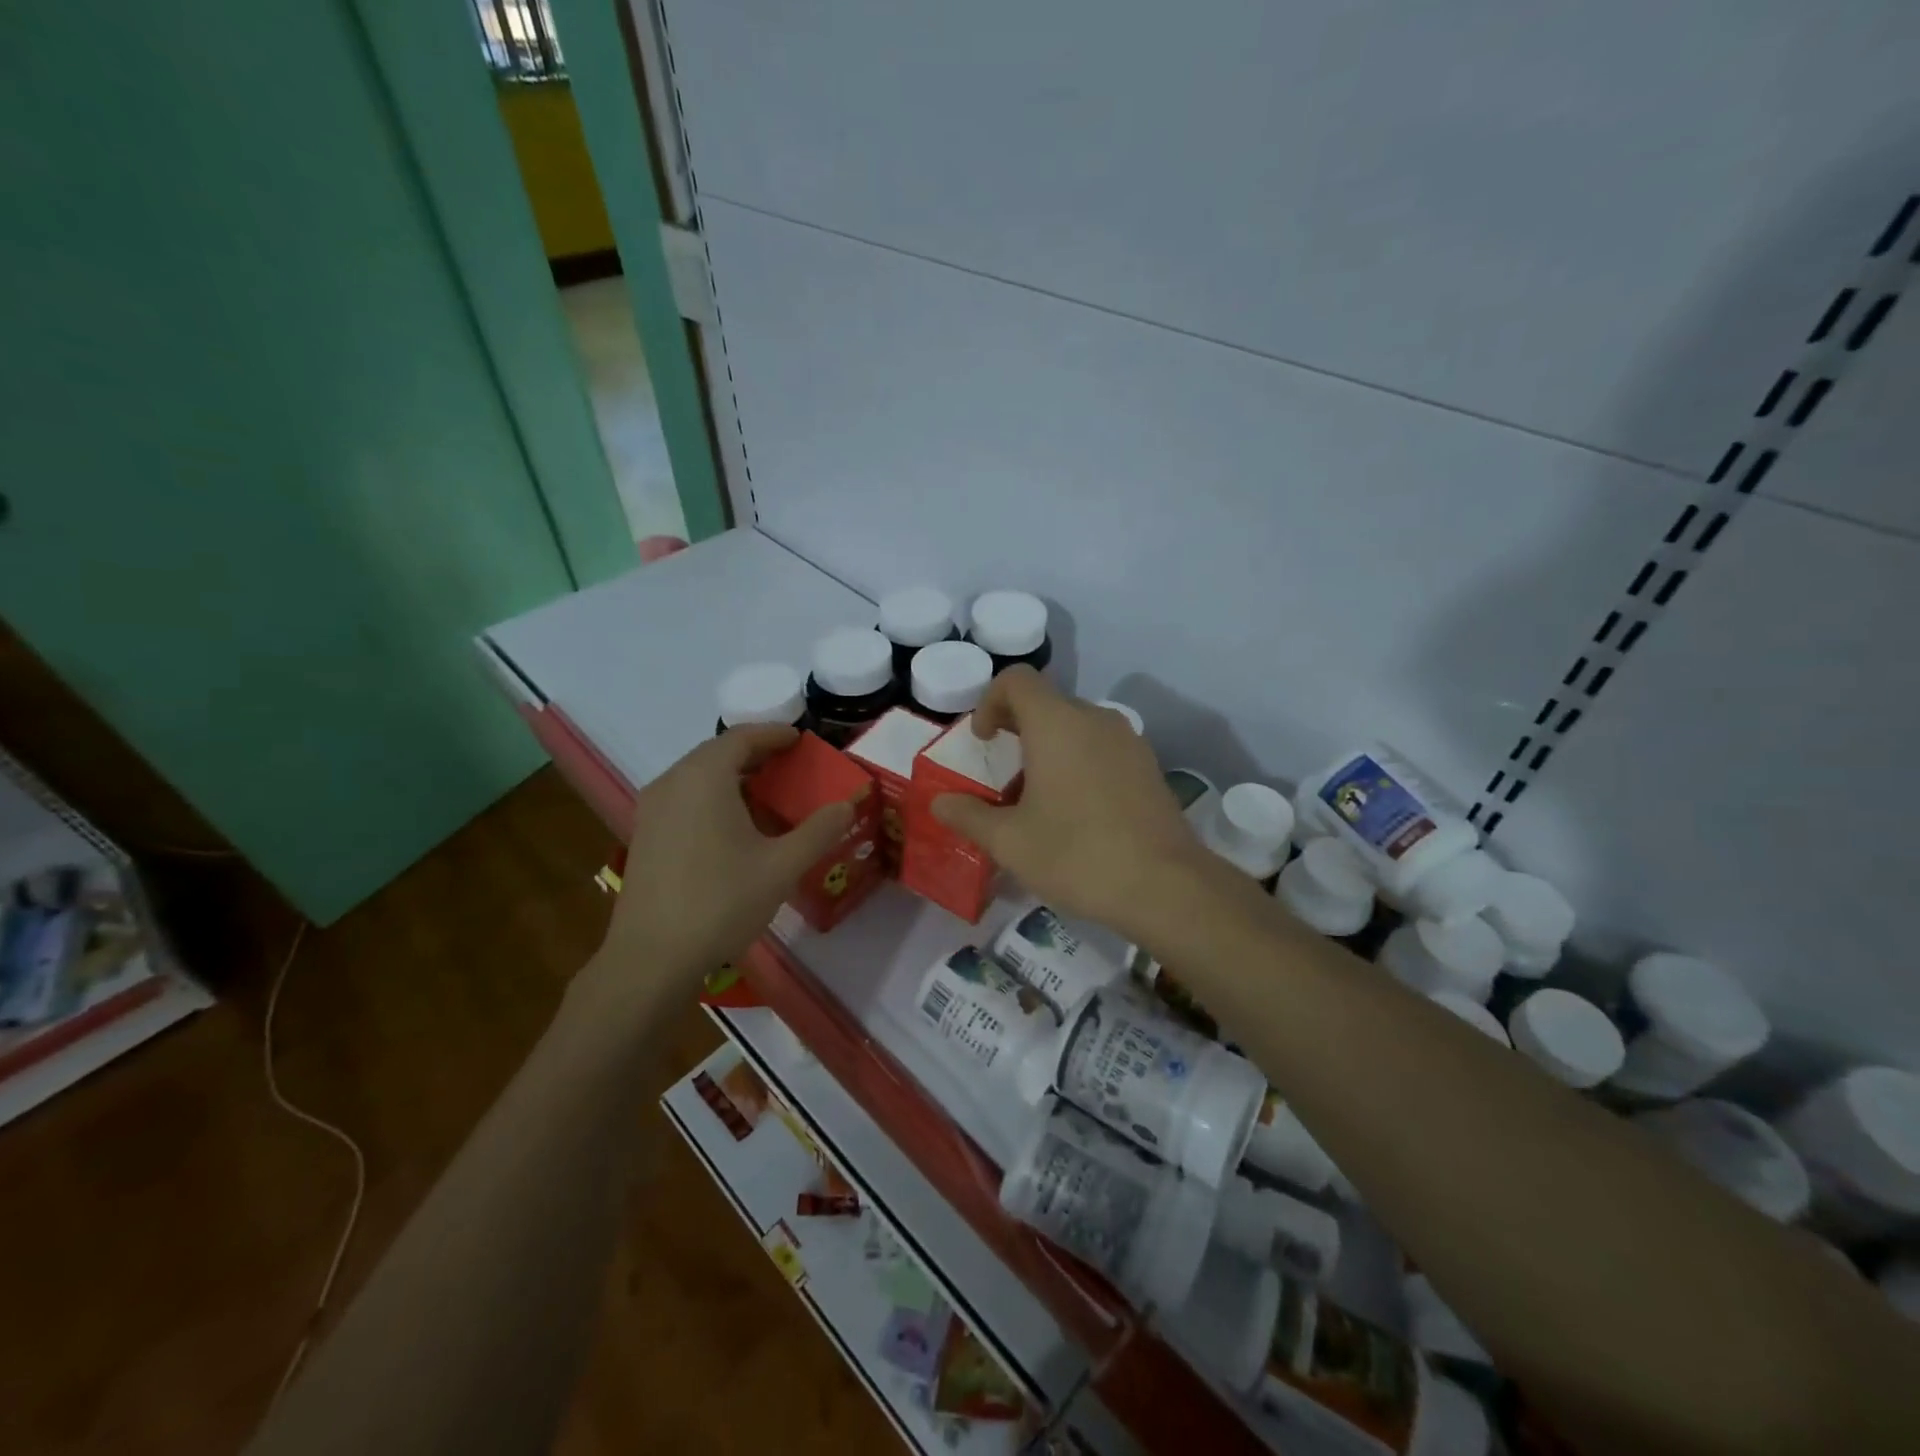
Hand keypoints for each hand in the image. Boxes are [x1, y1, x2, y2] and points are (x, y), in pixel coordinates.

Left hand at [590, 726, 853, 994]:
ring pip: (698, 776)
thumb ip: (819, 831)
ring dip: (733, 777)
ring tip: (767, 795)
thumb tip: (847, 805)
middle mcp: (673, 782)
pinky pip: (684, 798)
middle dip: (756, 754)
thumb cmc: (721, 901)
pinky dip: (713, 797)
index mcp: (704, 777)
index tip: (801, 739)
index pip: (742, 737)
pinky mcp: (644, 835)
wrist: (652, 957)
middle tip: (791, 766)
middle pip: (718, 753)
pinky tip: (734, 827)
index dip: (774, 734)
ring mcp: (652, 809)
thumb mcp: (782, 866)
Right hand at [930, 668, 1216, 943]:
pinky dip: (1079, 761)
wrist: (1165, 886)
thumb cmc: (1077, 854)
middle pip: (1047, 702)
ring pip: (1077, 726)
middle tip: (1002, 774)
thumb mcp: (1010, 842)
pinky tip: (1077, 811)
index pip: (1017, 680)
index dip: (989, 701)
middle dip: (1016, 728)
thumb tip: (938, 803)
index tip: (982, 741)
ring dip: (1049, 747)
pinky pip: (1102, 747)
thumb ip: (968, 815)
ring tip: (1037, 797)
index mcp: (1057, 723)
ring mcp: (1128, 741)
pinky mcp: (1148, 766)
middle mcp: (1095, 719)